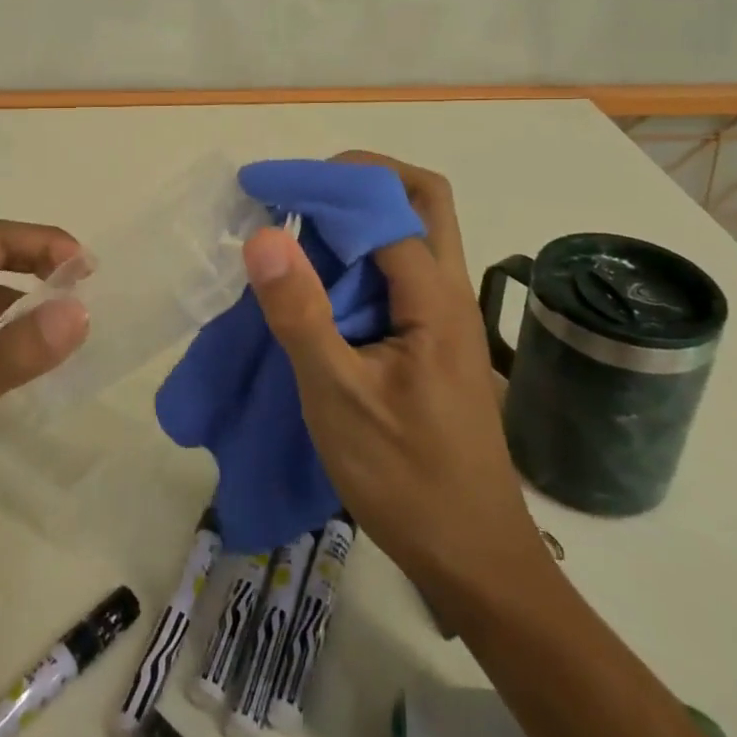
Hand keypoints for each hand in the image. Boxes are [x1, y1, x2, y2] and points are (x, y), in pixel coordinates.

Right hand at [241, 152, 549, 605]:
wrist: (475, 558)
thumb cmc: (406, 479)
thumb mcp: (338, 397)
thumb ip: (300, 313)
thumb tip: (262, 234)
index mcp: (434, 296)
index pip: (382, 206)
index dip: (324, 185)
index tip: (268, 188)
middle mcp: (450, 291)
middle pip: (422, 198)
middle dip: (361, 179)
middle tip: (301, 195)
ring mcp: (447, 315)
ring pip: (416, 233)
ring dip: (363, 216)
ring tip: (302, 231)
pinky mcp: (436, 339)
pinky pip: (402, 271)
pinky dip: (364, 255)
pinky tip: (323, 285)